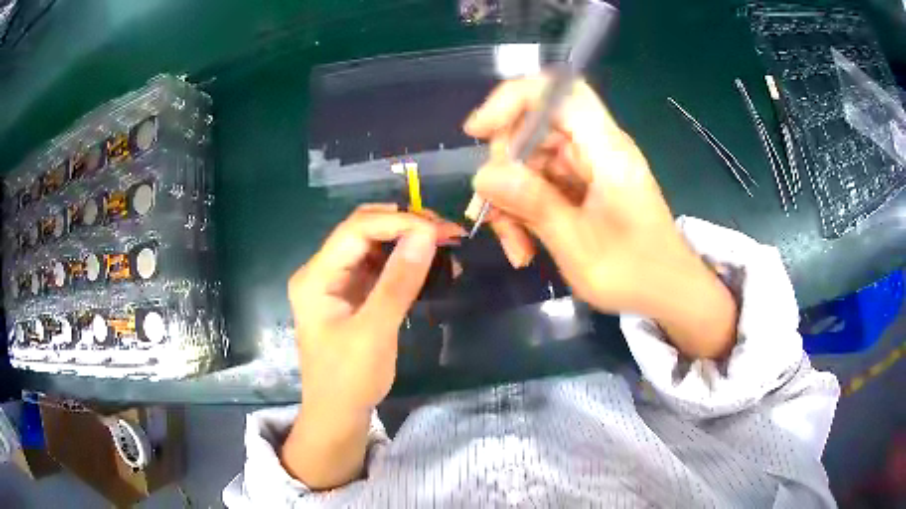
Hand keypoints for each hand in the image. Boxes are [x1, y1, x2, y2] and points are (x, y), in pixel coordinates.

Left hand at [282, 204, 463, 488]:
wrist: (338, 415)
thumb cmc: (350, 379)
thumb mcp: (374, 331)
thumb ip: (398, 281)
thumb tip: (426, 233)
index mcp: (316, 276)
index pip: (357, 229)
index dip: (399, 222)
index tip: (439, 230)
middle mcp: (322, 271)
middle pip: (363, 230)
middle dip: (405, 225)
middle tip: (446, 233)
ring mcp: (336, 282)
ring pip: (374, 245)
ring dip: (408, 241)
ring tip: (444, 245)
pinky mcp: (352, 295)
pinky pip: (379, 267)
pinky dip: (404, 263)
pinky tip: (430, 265)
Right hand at [466, 76, 736, 357]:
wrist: (669, 292)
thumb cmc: (635, 273)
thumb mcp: (579, 246)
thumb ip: (533, 205)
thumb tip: (483, 176)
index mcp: (606, 149)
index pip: (558, 92)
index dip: (514, 99)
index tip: (479, 132)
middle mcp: (596, 148)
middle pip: (534, 130)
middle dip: (505, 171)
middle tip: (494, 216)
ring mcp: (588, 168)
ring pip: (531, 162)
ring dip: (512, 201)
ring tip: (516, 246)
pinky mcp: (583, 187)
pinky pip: (540, 184)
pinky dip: (526, 211)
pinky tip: (525, 245)